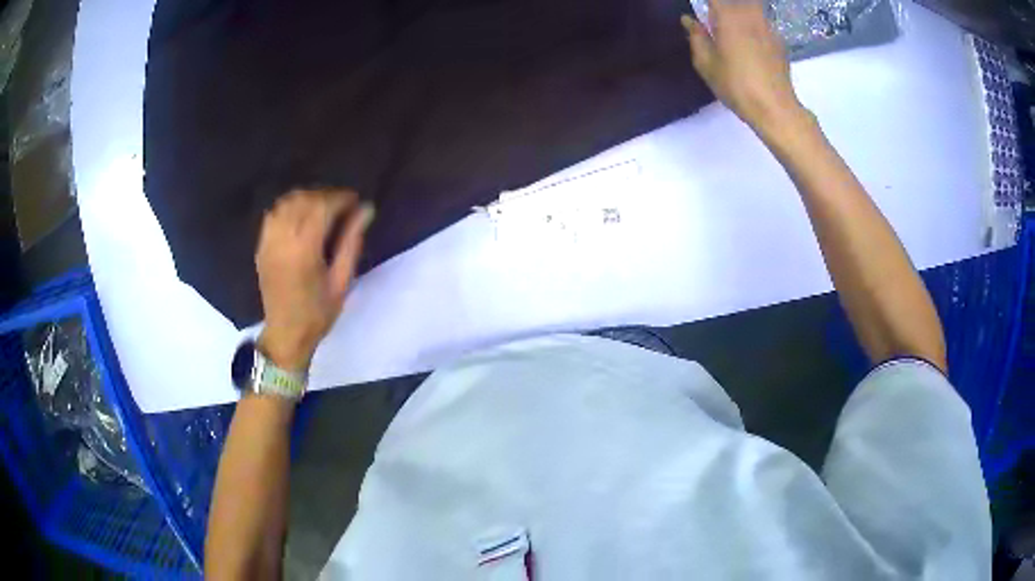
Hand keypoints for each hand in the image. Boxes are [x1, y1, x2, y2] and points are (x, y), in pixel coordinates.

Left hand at [255, 189, 373, 371]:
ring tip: (322, 209)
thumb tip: (365, 210)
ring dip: (307, 198)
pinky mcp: (261, 246)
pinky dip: (289, 207)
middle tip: (342, 206)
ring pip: (287, 202)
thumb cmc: (318, 313)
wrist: (285, 334)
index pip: (322, 206)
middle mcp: (283, 239)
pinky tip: (301, 217)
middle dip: (326, 196)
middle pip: (304, 199)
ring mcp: (268, 241)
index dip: (341, 197)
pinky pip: (273, 213)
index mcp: (304, 249)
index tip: (356, 201)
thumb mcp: (342, 281)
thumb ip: (351, 242)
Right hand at [681, 1, 808, 139]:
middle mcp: (749, 14)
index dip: (707, 4)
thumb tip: (689, 20)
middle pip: (736, 1)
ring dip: (740, 12)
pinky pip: (762, 22)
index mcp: (727, 15)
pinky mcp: (779, 40)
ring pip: (752, 7)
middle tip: (715, 18)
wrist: (775, 108)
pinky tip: (750, 41)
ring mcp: (767, 26)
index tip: (702, 12)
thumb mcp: (706, 64)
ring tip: (731, 27)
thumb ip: (696, 37)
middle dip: (723, 6)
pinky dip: (753, 24)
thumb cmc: (736, 85)